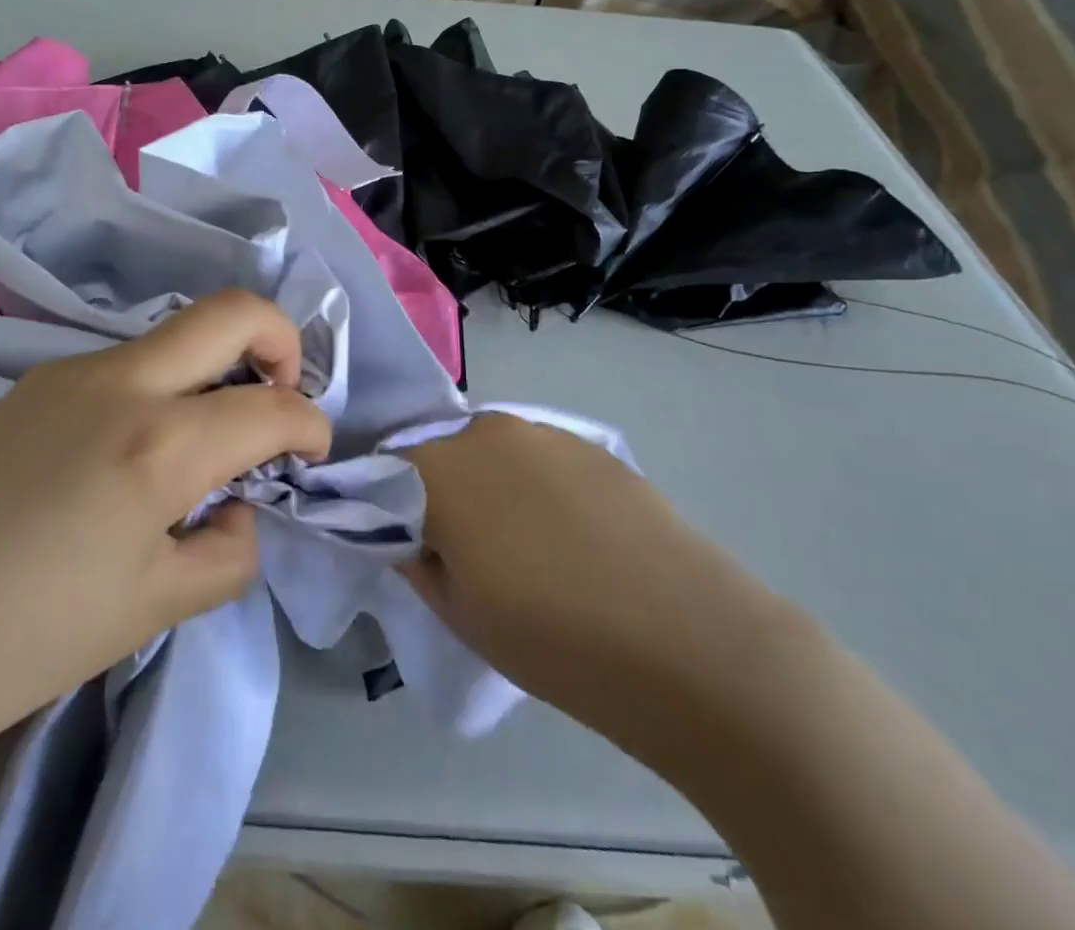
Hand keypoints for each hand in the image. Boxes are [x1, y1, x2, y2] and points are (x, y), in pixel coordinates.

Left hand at [0, 289, 330, 792]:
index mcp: (160, 442)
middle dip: (279, 339)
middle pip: (229, 312)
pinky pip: (119, 366)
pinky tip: (126, 456)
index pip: (271, 407)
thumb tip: (238, 510)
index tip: (311, 455)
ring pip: (170, 338)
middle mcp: (119, 382)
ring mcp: (66, 372)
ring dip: (210, 369)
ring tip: (199, 445)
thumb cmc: (26, 639)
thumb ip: (226, 552)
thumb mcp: (153, 609)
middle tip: (282, 392)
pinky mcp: (27, 385)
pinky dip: (156, 391)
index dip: (310, 427)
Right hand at [401, 412, 809, 760]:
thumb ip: (415, 559)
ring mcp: (543, 432)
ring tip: (521, 544)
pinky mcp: (591, 444)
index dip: (382, 506)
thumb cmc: (554, 639)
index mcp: (438, 468)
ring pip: (489, 453)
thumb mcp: (458, 614)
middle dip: (435, 493)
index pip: (383, 471)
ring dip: (486, 485)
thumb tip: (404, 533)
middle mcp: (483, 431)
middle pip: (437, 455)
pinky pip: (537, 457)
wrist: (691, 642)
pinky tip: (568, 534)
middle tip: (461, 550)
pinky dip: (534, 485)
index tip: (401, 543)